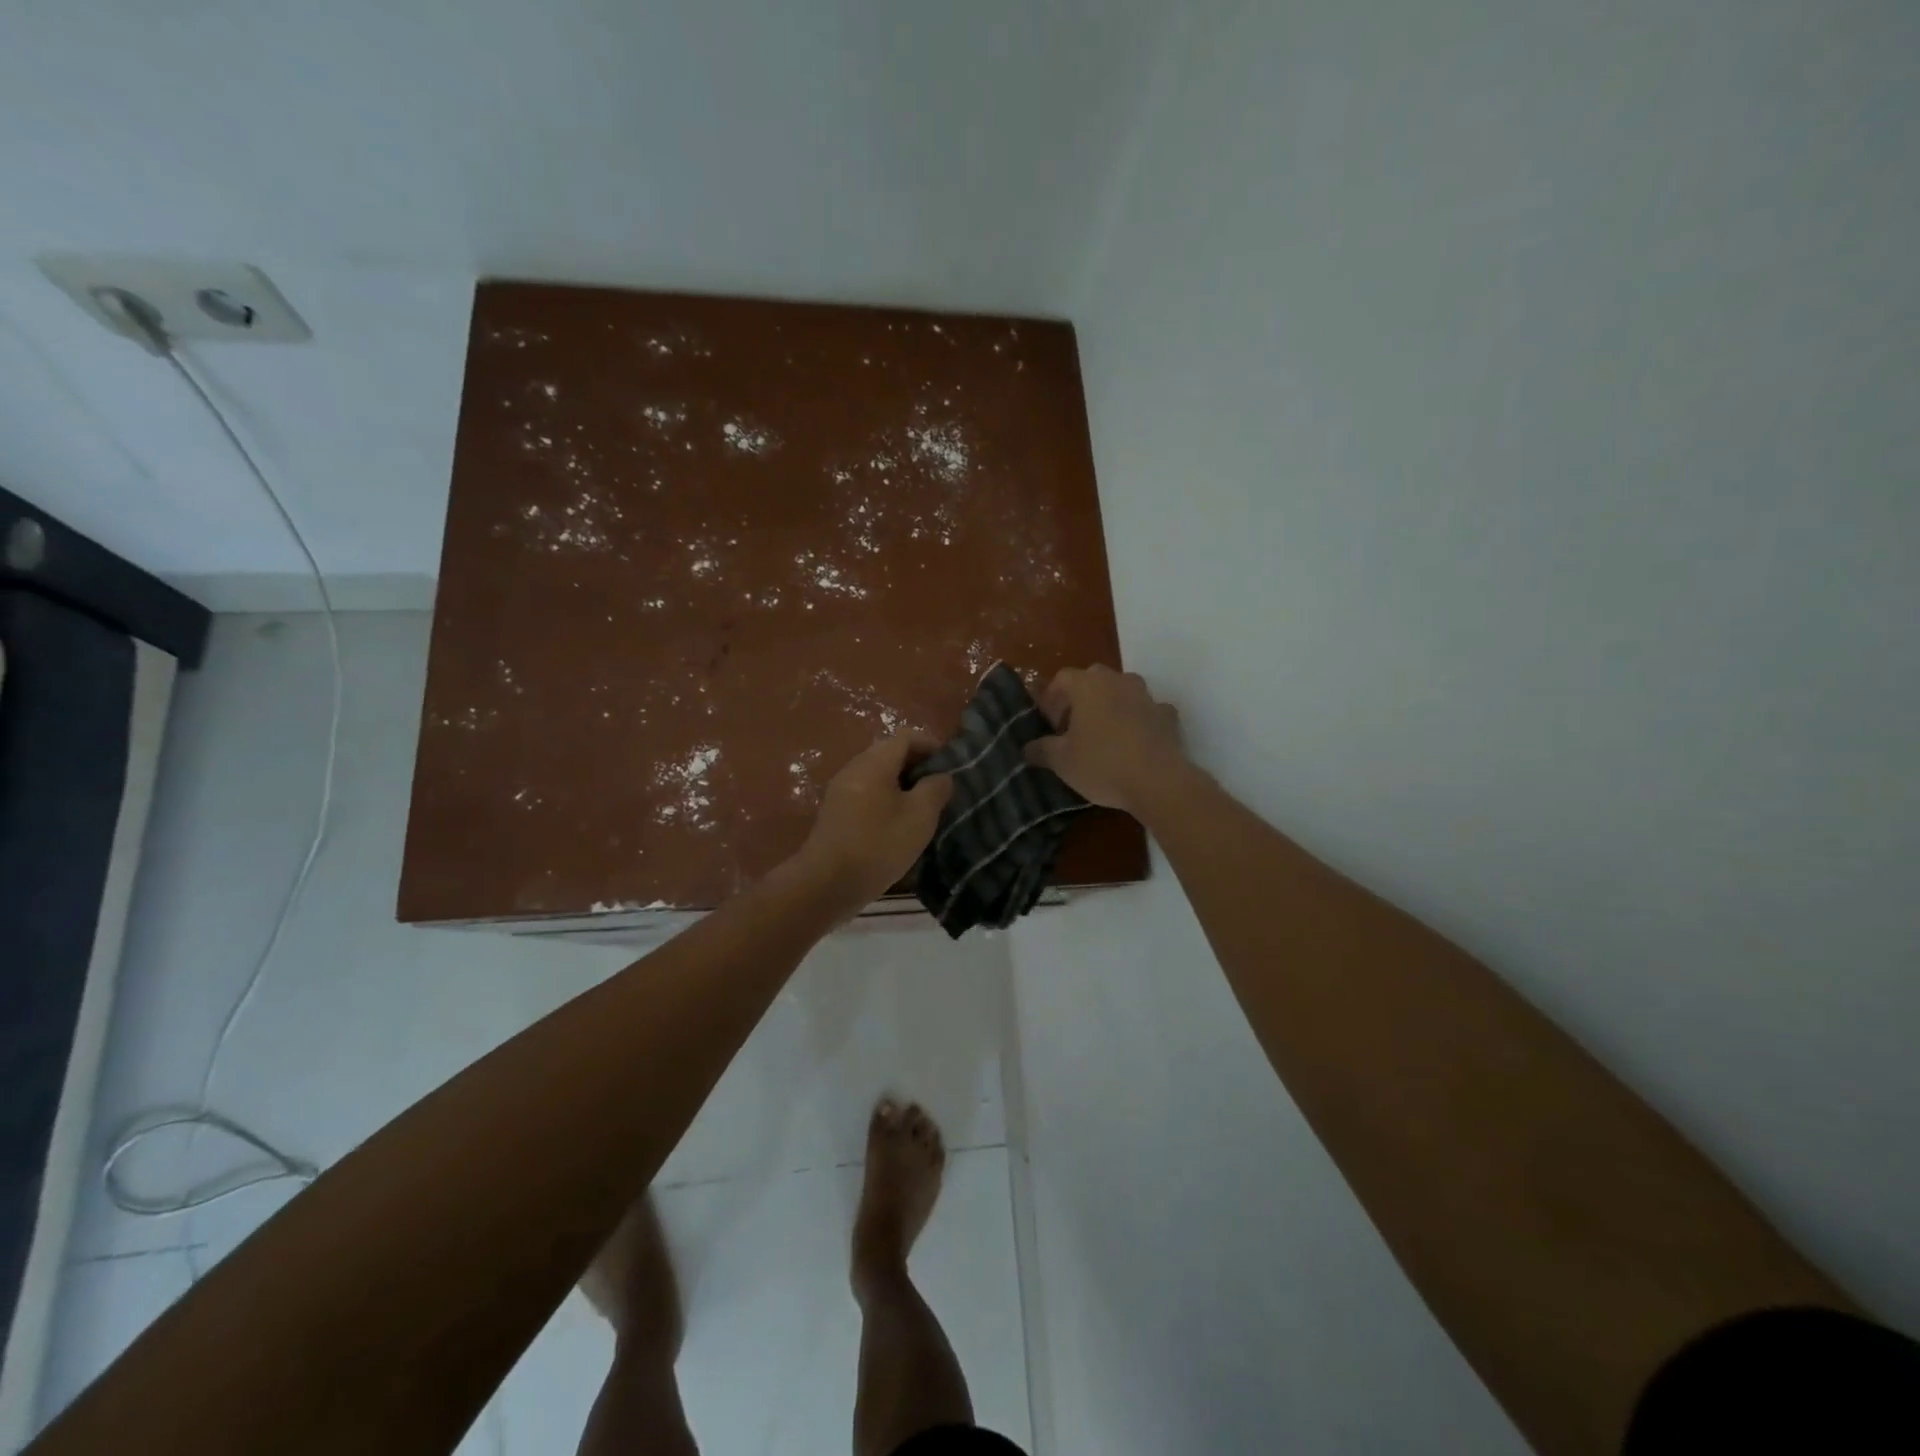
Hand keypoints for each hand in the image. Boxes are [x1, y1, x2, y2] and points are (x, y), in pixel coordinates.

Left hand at [794, 734, 953, 909]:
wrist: (827, 884)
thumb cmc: (878, 845)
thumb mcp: (919, 816)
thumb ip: (935, 789)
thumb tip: (941, 776)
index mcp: (874, 763)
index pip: (905, 737)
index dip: (930, 745)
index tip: (951, 765)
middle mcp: (854, 769)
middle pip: (889, 754)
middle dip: (917, 765)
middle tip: (940, 787)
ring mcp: (841, 791)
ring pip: (878, 776)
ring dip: (903, 785)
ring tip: (924, 808)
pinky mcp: (836, 813)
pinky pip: (867, 794)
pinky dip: (887, 800)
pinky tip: (899, 824)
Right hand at [1023, 665, 1186, 814]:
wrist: (1158, 782)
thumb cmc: (1102, 765)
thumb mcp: (1061, 762)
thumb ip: (1041, 750)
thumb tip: (1027, 748)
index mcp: (1088, 685)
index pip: (1062, 679)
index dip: (1051, 699)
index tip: (1049, 725)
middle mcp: (1118, 681)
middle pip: (1093, 680)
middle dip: (1080, 699)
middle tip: (1072, 727)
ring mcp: (1146, 697)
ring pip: (1122, 691)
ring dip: (1111, 706)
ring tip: (1103, 734)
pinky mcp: (1167, 716)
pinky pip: (1147, 711)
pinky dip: (1138, 720)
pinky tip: (1134, 742)